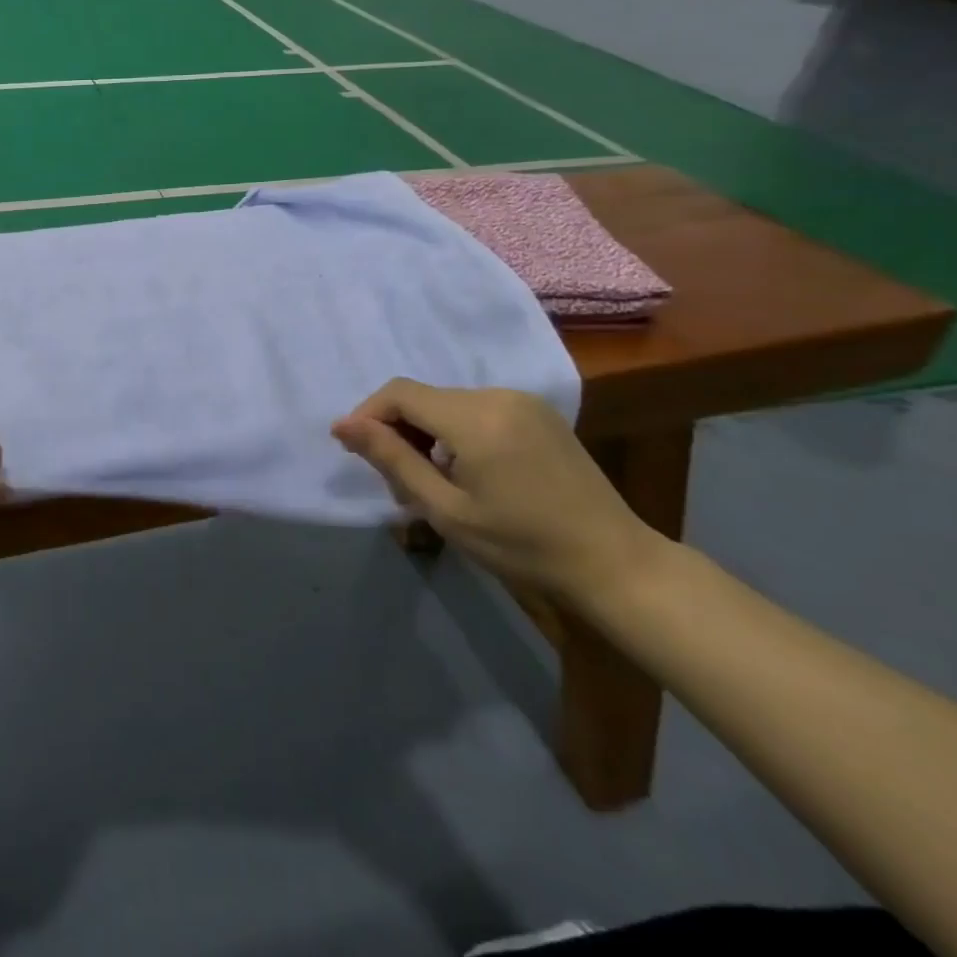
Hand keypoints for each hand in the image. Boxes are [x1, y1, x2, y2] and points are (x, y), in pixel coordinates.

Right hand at [332, 380, 662, 604]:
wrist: (614, 563)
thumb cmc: (523, 545)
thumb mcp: (446, 509)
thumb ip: (392, 459)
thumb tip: (342, 425)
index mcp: (475, 417)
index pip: (399, 393)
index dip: (368, 415)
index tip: (354, 450)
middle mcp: (497, 395)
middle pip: (423, 398)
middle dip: (397, 432)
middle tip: (397, 485)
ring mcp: (522, 402)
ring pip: (447, 404)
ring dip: (425, 434)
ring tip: (430, 483)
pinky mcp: (538, 413)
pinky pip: (476, 410)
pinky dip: (455, 433)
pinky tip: (465, 472)